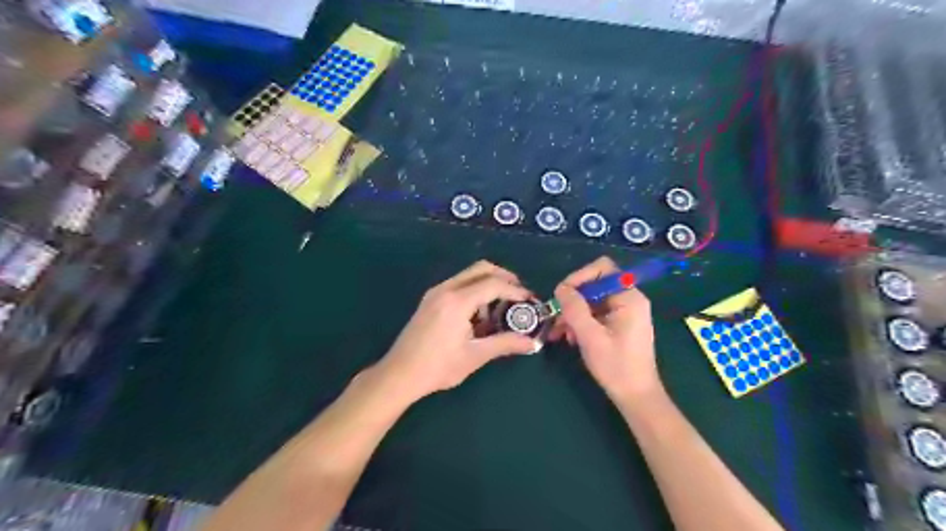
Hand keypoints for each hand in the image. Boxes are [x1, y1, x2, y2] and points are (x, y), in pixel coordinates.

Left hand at [375, 260, 539, 400]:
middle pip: (481, 269)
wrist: (399, 374)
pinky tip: (478, 315)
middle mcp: (446, 289)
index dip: (515, 290)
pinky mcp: (430, 299)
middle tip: (519, 295)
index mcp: (457, 301)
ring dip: (488, 284)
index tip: (530, 301)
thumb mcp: (475, 356)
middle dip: (504, 277)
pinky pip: (458, 284)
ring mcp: (435, 292)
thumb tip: (532, 343)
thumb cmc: (438, 367)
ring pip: (469, 275)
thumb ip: (505, 344)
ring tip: (499, 309)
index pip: (493, 284)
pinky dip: (474, 290)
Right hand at [552, 257, 659, 401]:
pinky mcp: (619, 324)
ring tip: (560, 333)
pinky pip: (595, 313)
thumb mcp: (590, 336)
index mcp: (629, 298)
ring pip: (591, 300)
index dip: (580, 277)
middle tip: (556, 318)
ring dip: (573, 313)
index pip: (602, 269)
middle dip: (573, 300)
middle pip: (594, 285)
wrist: (636, 396)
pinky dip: (581, 322)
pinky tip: (570, 338)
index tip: (562, 295)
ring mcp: (624, 312)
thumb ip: (574, 309)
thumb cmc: (616, 367)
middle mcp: (629, 299)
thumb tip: (561, 288)